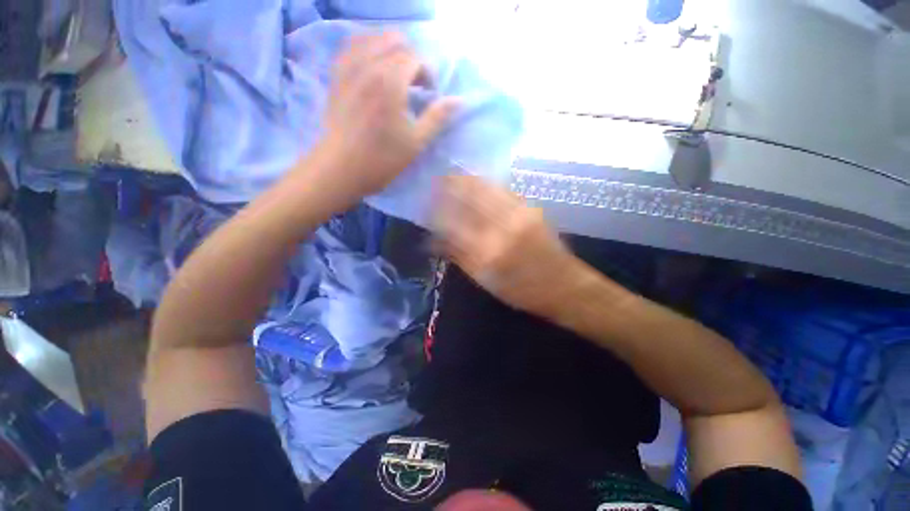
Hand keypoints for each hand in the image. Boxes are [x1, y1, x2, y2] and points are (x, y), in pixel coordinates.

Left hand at [308, 32, 458, 201]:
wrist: (341, 167)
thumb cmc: (382, 158)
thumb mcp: (416, 142)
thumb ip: (437, 117)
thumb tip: (458, 100)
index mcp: (390, 80)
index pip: (415, 57)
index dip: (428, 72)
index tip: (430, 94)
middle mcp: (368, 64)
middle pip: (395, 40)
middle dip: (411, 58)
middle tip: (415, 84)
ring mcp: (348, 67)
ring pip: (372, 38)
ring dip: (390, 51)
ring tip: (396, 76)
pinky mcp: (336, 75)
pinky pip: (352, 47)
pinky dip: (367, 49)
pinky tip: (373, 69)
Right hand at [432, 176, 594, 317]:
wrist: (564, 286)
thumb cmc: (522, 291)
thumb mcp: (486, 282)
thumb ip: (460, 258)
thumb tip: (435, 241)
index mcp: (488, 252)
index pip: (454, 223)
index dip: (438, 211)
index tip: (426, 204)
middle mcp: (502, 227)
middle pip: (470, 198)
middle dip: (451, 186)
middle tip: (437, 181)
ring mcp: (519, 214)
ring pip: (487, 189)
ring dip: (468, 180)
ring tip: (453, 176)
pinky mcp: (531, 209)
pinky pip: (504, 191)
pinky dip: (487, 184)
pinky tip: (478, 182)